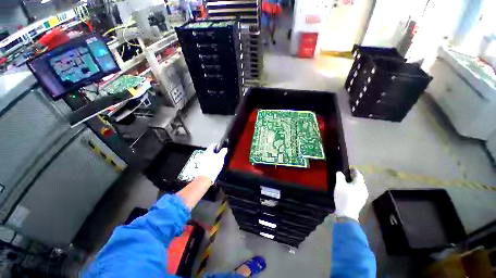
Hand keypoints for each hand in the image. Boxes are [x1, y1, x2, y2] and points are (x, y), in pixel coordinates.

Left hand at [197, 144, 227, 183]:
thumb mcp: (220, 158)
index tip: (221, 146)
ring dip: (214, 157)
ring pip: (209, 157)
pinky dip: (212, 162)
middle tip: (221, 153)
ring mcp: (203, 161)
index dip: (217, 145)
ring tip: (219, 159)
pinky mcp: (203, 167)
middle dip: (216, 151)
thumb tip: (225, 148)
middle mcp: (204, 155)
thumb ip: (223, 152)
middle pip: (210, 151)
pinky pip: (209, 162)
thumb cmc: (213, 166)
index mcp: (208, 152)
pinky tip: (216, 165)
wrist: (205, 178)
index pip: (212, 145)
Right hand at [334, 169, 367, 221]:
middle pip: (359, 181)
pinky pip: (357, 191)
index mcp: (360, 184)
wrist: (347, 213)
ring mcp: (363, 196)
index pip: (358, 175)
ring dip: (353, 183)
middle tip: (347, 173)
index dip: (354, 171)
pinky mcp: (360, 201)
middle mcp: (364, 190)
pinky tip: (348, 189)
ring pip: (358, 186)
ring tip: (347, 181)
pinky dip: (353, 188)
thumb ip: (340, 177)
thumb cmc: (344, 197)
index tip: (350, 167)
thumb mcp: (339, 185)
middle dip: (354, 177)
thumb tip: (340, 172)